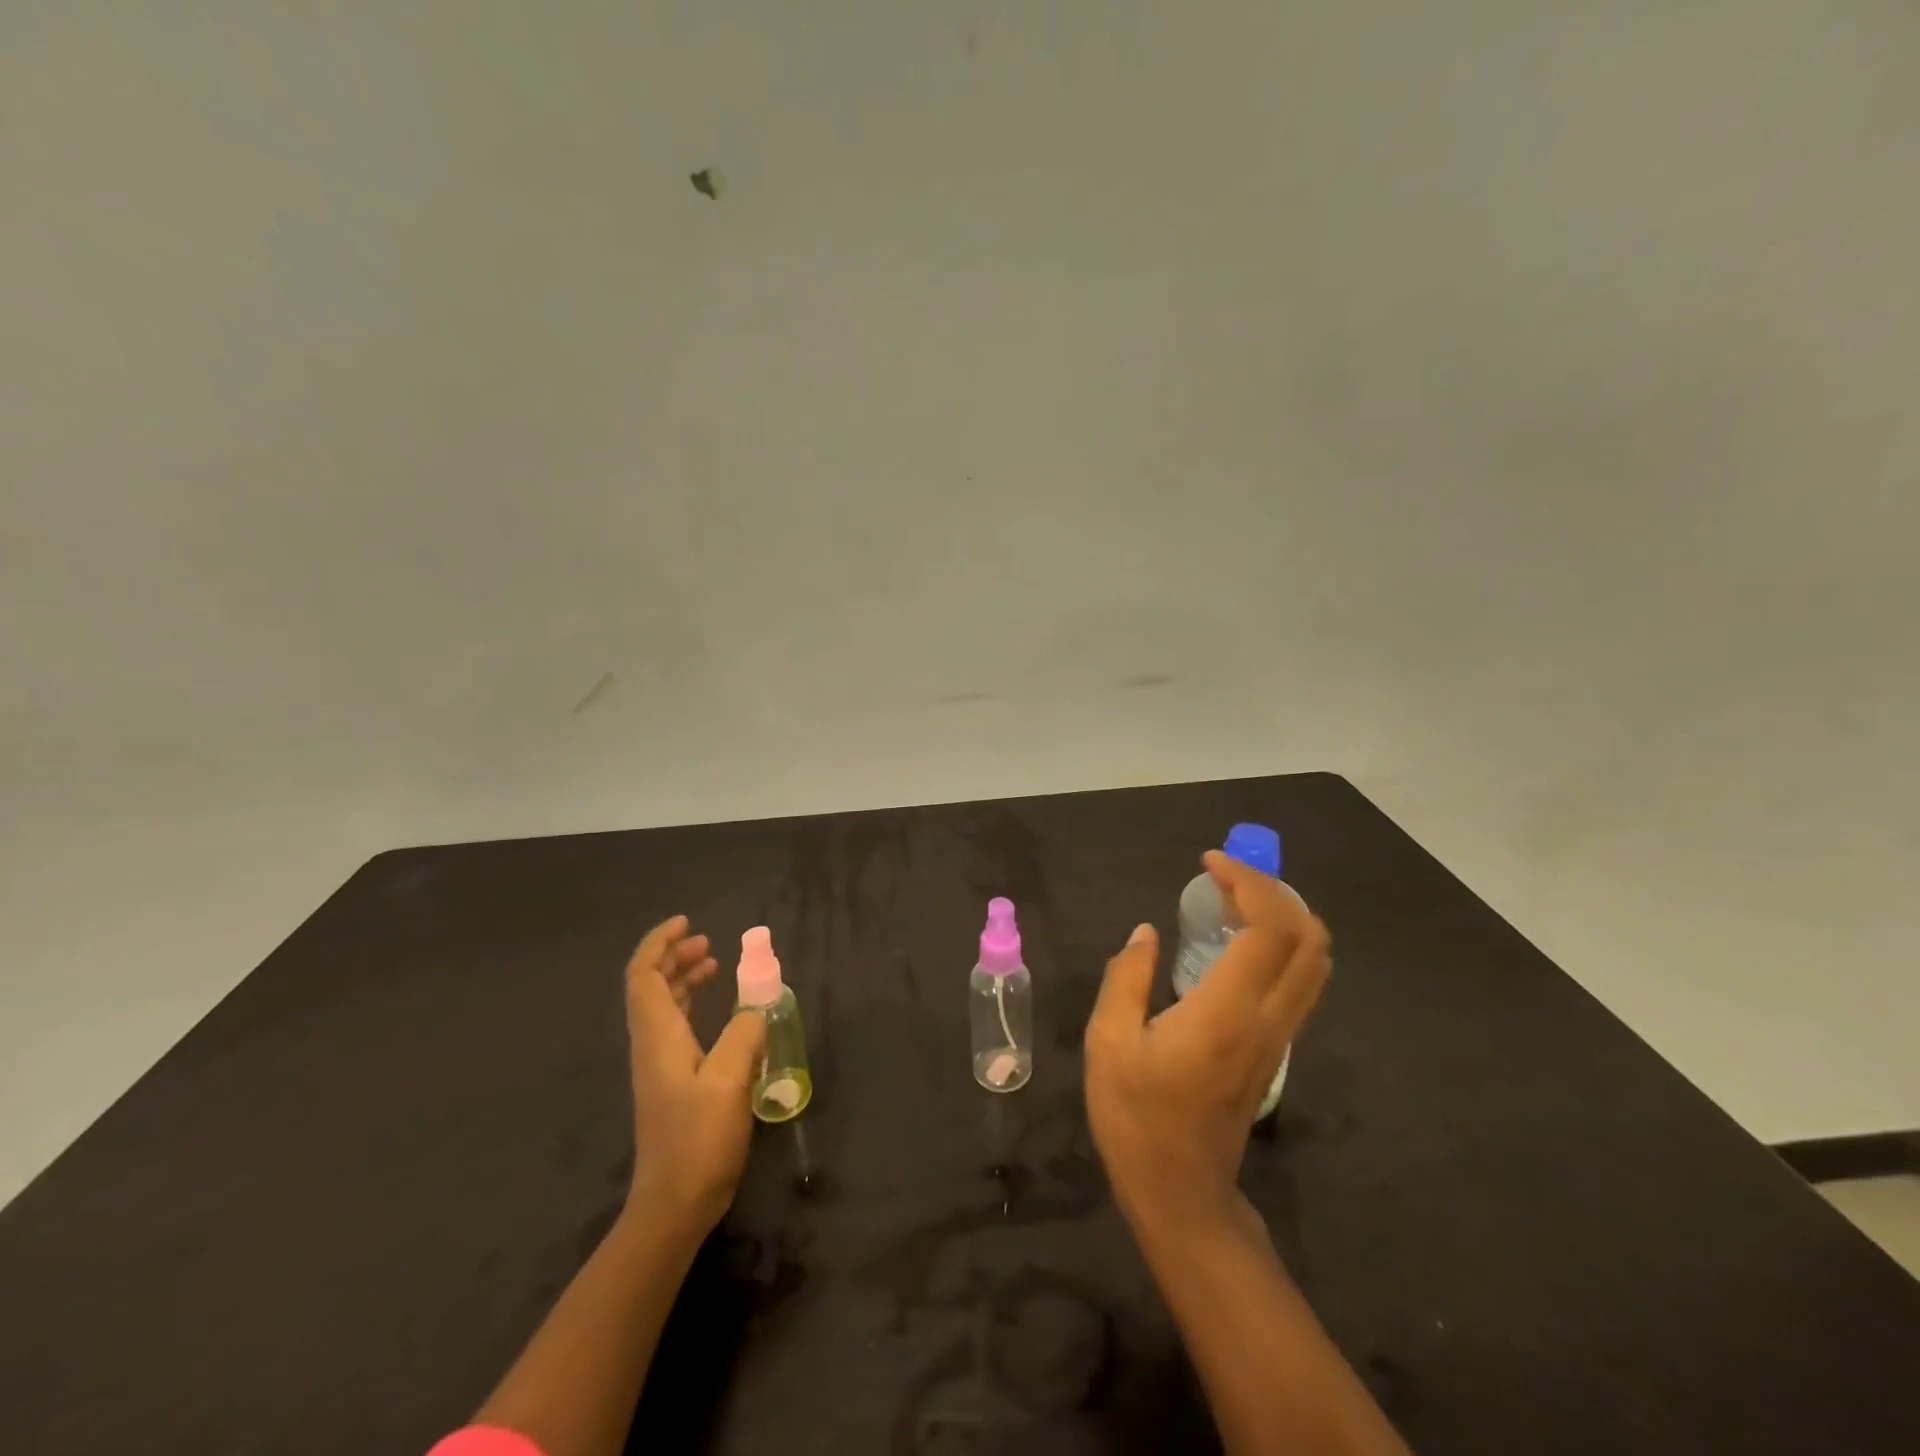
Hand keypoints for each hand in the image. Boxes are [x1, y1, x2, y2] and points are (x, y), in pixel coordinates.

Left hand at [623, 915, 767, 1234]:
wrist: (673, 1205)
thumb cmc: (698, 1141)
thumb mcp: (729, 1082)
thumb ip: (744, 1035)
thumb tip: (756, 1007)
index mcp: (658, 1036)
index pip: (643, 976)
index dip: (659, 944)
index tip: (686, 923)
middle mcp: (652, 1044)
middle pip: (651, 986)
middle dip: (673, 957)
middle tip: (706, 941)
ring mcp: (659, 1065)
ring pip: (663, 1006)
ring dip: (683, 978)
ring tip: (713, 963)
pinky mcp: (672, 1082)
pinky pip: (676, 1026)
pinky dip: (692, 1005)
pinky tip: (719, 1011)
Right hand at [1085, 852, 1330, 1235]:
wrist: (1181, 1193)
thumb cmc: (1136, 1118)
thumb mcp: (1108, 1042)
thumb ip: (1127, 977)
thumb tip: (1146, 932)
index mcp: (1225, 1013)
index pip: (1269, 929)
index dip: (1248, 883)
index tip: (1209, 863)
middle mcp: (1267, 1020)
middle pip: (1309, 939)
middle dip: (1276, 891)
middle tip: (1226, 876)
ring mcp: (1279, 1037)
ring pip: (1315, 962)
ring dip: (1286, 915)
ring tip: (1234, 899)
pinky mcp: (1276, 1048)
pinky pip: (1300, 981)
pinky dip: (1283, 943)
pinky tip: (1239, 939)